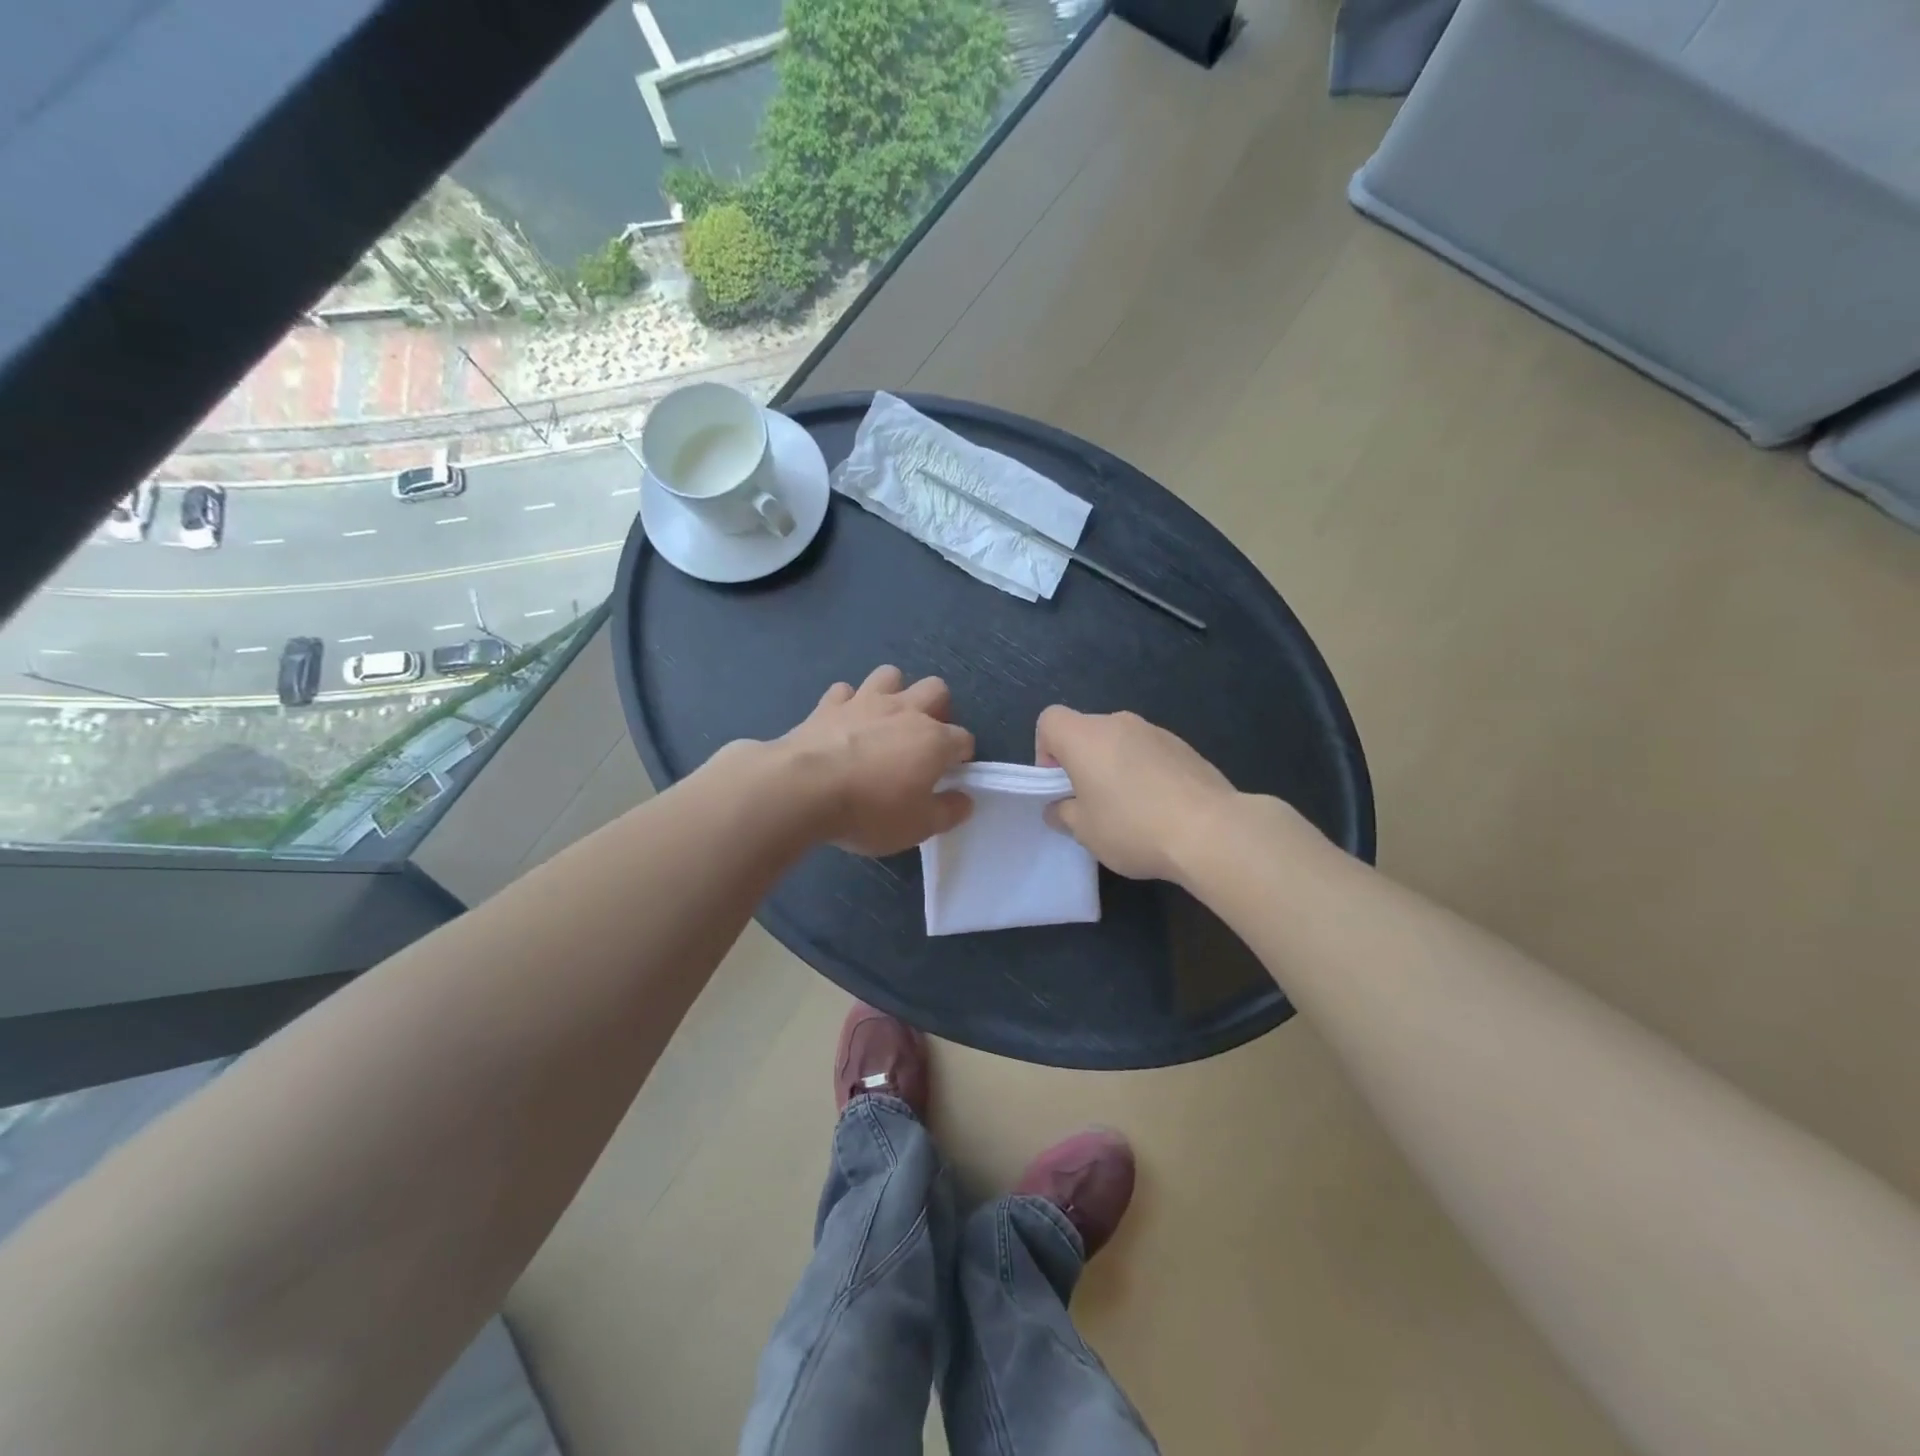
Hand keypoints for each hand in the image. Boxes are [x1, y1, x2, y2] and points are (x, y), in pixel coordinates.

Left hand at [782, 666, 974, 855]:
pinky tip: (843, 722)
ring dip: (893, 692)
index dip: (961, 756)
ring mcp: (864, 702)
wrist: (803, 789)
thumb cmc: (869, 811)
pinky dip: (847, 703)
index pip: (963, 739)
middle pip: (935, 689)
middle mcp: (904, 711)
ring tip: (885, 720)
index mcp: (933, 740)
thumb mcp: (918, 826)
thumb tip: (965, 799)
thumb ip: (947, 812)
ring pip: (890, 675)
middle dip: (937, 708)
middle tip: (923, 739)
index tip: (950, 775)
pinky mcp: (828, 704)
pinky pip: (844, 691)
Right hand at [1035, 706, 1239, 882]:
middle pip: (1086, 731)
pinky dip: (1146, 773)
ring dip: (1115, 767)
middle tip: (1092, 804)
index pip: (1049, 720)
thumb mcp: (1084, 831)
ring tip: (1131, 810)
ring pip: (1120, 743)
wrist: (1211, 831)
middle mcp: (1119, 723)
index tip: (1060, 785)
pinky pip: (1150, 754)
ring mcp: (1156, 732)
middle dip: (1082, 762)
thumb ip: (1063, 814)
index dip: (1045, 750)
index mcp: (1086, 736)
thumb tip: (1060, 807)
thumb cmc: (1133, 827)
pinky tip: (1160, 809)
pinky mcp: (1185, 747)